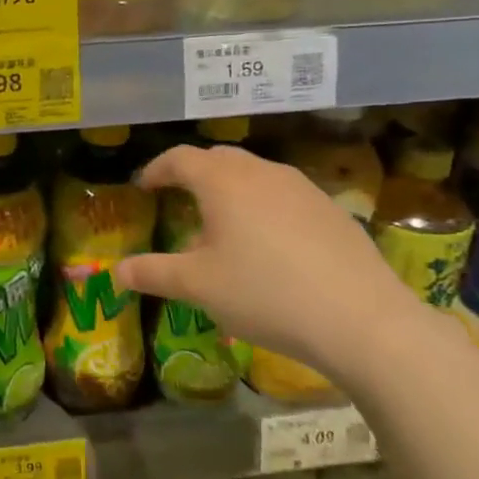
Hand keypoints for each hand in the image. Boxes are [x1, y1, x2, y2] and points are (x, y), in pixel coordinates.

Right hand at [114, 145, 428, 378]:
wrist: (361, 319)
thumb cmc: (264, 293)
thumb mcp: (198, 286)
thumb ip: (153, 273)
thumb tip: (117, 271)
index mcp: (223, 182)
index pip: (180, 158)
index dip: (156, 169)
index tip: (144, 187)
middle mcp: (263, 173)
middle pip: (219, 159)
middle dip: (194, 174)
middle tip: (180, 200)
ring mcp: (303, 188)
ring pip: (255, 175)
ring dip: (231, 190)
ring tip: (224, 226)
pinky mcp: (332, 210)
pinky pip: (285, 196)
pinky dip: (264, 207)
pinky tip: (270, 246)